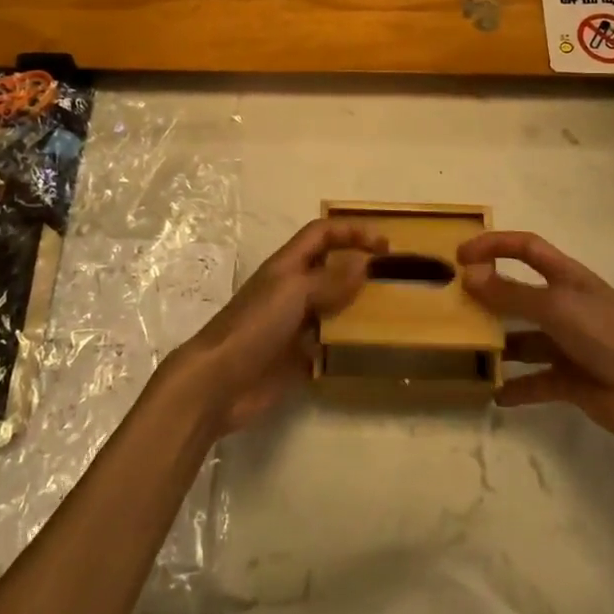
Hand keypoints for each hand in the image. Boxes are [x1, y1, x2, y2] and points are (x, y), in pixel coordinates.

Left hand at [170, 219, 383, 435]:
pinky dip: (345, 344)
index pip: (322, 234)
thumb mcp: (294, 292)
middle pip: (329, 269)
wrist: (220, 382)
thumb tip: (364, 264)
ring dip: (356, 307)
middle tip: (393, 280)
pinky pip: (327, 344)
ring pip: (331, 307)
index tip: (384, 244)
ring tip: (389, 314)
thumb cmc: (255, 325)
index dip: (351, 232)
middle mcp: (292, 290)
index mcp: (287, 265)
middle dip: (358, 268)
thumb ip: (329, 280)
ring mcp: (294, 325)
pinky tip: (368, 350)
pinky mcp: (296, 358)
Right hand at [457, 231, 613, 449]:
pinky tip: (495, 394)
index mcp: (568, 277)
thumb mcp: (555, 306)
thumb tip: (468, 275)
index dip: (494, 245)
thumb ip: (510, 294)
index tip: (461, 255)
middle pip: (522, 294)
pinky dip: (518, 387)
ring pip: (526, 339)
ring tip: (469, 350)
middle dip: (492, 297)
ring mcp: (570, 344)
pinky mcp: (572, 380)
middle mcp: (568, 306)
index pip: (526, 249)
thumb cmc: (605, 333)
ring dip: (501, 345)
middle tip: (457, 306)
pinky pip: (537, 381)